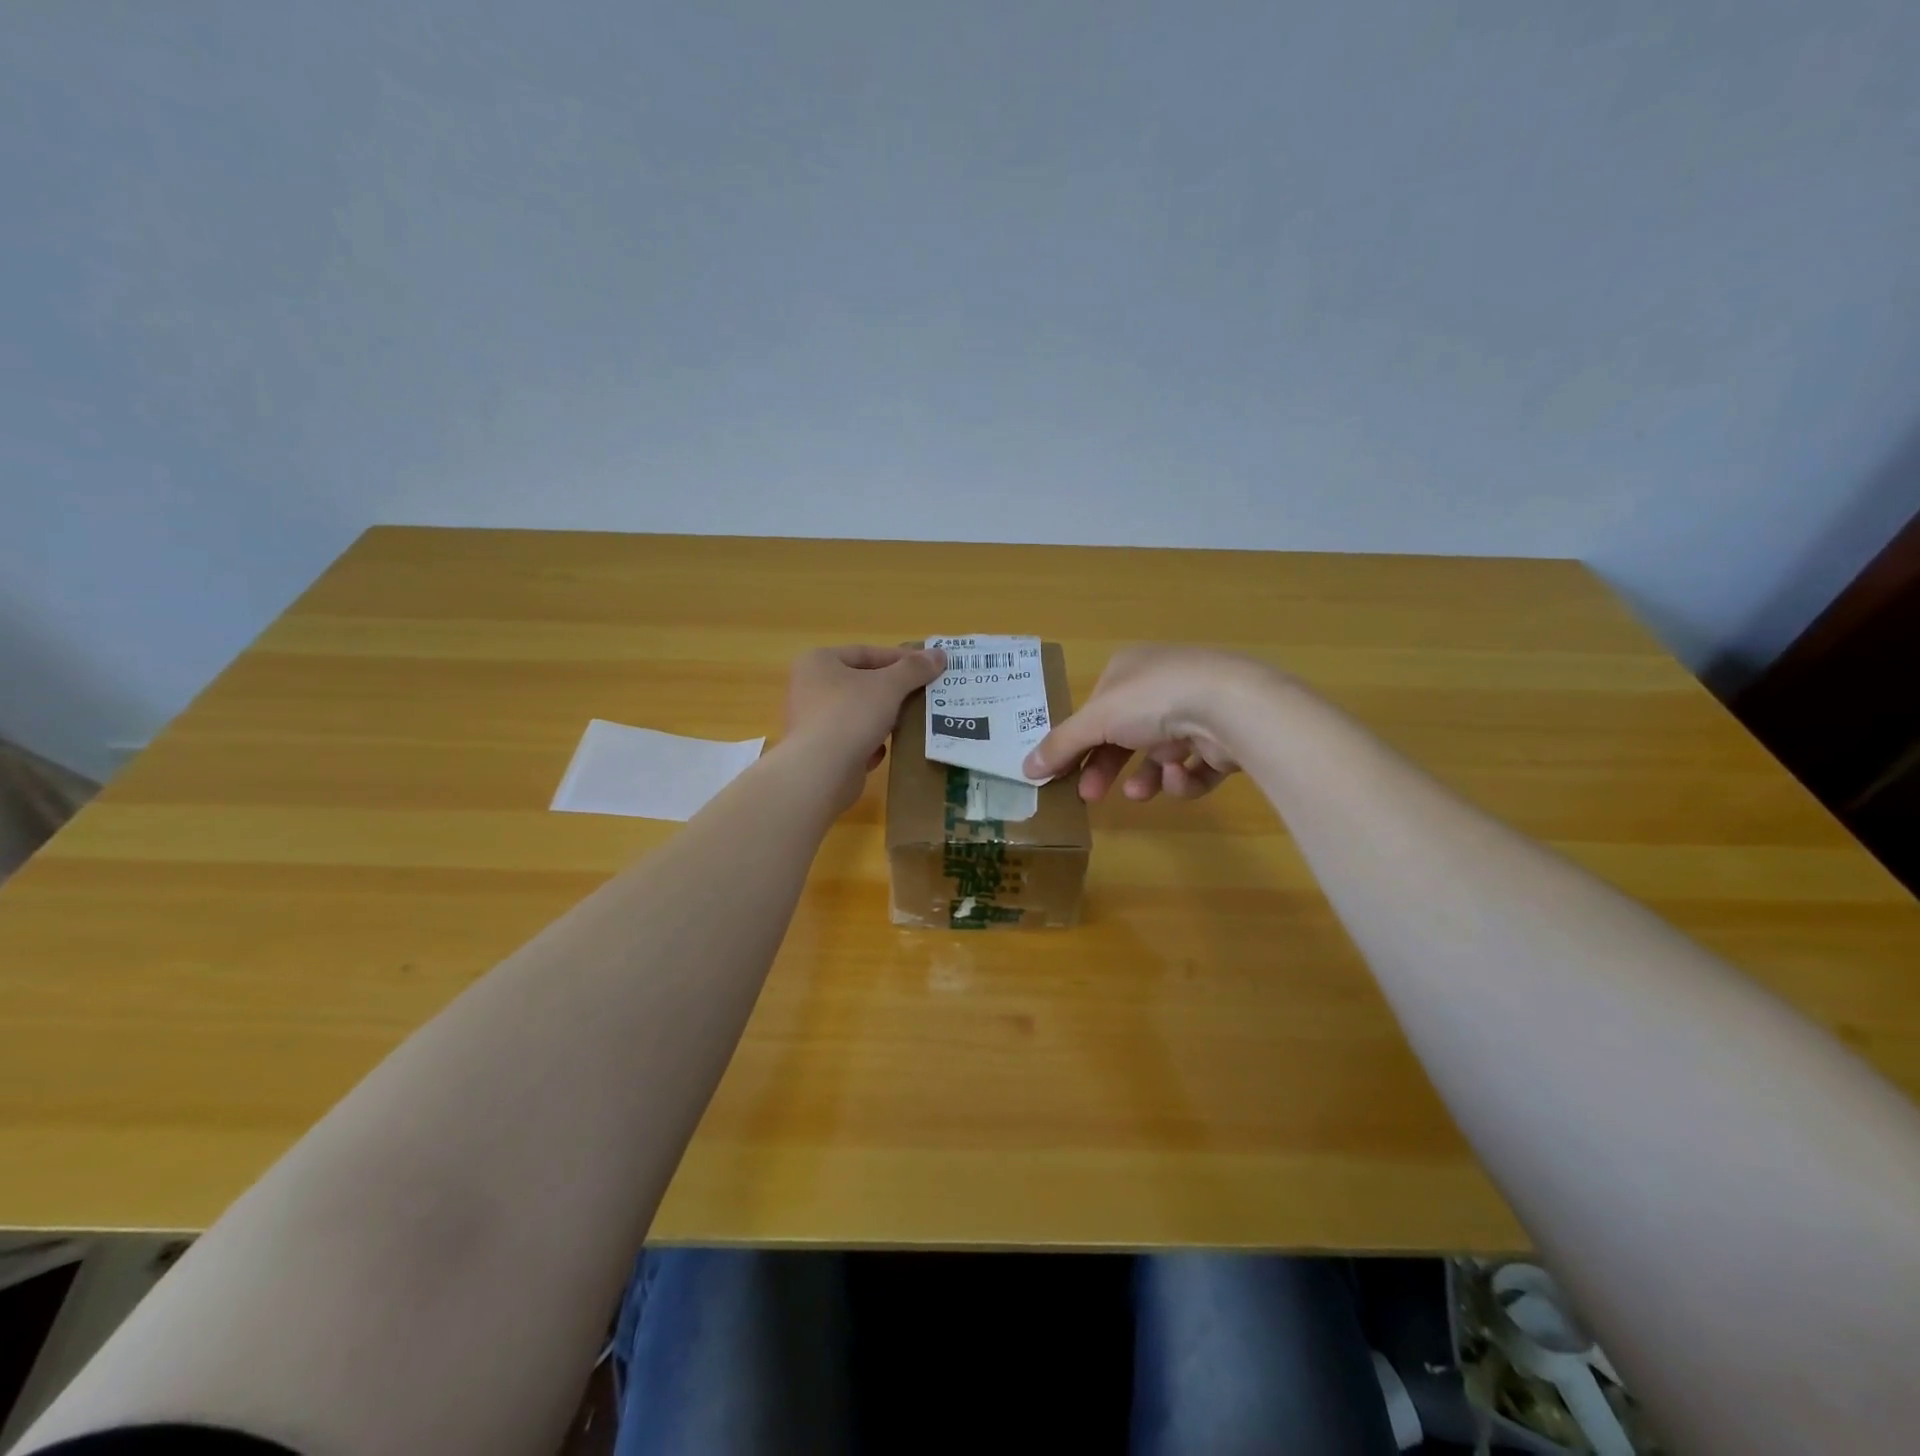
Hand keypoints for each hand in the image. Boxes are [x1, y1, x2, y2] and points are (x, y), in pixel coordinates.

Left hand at [783, 644, 946, 808]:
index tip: (928, 667)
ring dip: (884, 717)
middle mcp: (810, 687)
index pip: (866, 652)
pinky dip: (870, 742)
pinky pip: (852, 739)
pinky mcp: (819, 750)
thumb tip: (940, 654)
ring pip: (858, 712)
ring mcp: (812, 720)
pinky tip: (887, 749)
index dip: (900, 658)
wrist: (821, 772)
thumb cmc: (851, 715)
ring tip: (911, 720)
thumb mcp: (889, 686)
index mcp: (818, 661)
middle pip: (861, 682)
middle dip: (893, 689)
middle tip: (923, 693)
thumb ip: (914, 669)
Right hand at [1023, 646, 1283, 801]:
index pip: (1095, 710)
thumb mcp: (1096, 720)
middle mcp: (1163, 685)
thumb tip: (1025, 768)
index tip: (1062, 774)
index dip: (1077, 743)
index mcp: (1130, 669)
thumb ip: (1062, 745)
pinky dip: (1182, 778)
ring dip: (1145, 777)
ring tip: (1139, 793)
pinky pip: (1193, 767)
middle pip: (1124, 735)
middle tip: (1090, 796)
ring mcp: (1197, 710)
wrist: (1231, 707)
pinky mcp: (1224, 739)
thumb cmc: (1154, 700)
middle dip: (1106, 767)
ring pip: (1159, 755)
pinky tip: (1179, 777)